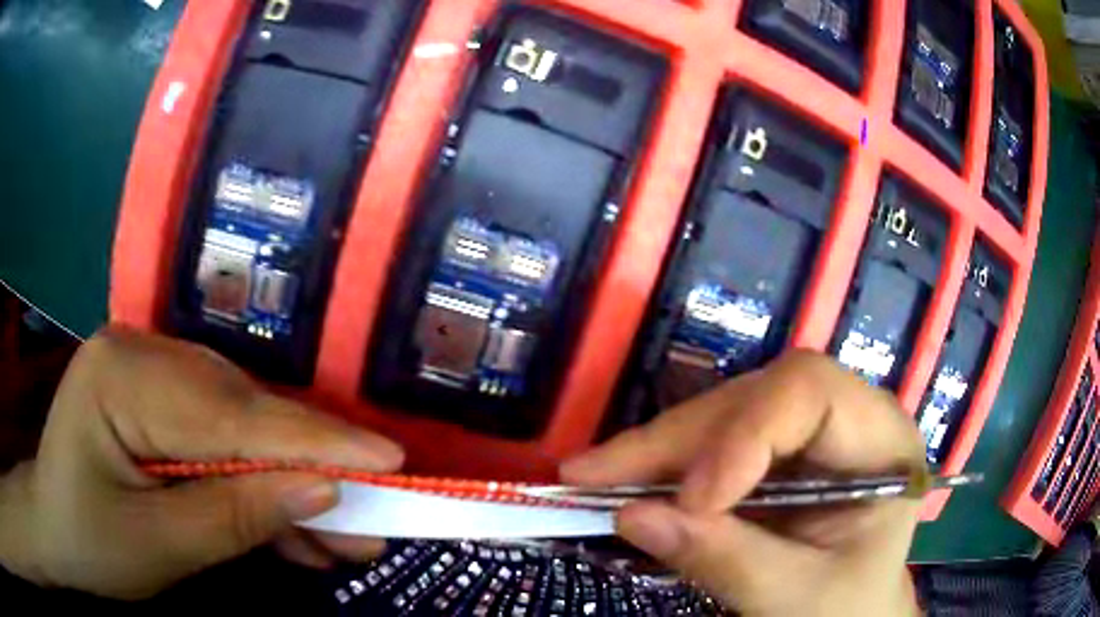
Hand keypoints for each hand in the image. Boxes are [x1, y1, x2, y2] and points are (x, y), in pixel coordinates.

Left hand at [0, 328, 403, 598]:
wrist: (55, 531)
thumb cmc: (88, 541)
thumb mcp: (159, 547)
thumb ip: (235, 516)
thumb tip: (321, 490)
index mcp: (122, 375)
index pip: (231, 413)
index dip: (314, 441)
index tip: (391, 461)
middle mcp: (143, 354)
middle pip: (243, 415)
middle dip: (310, 472)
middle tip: (374, 519)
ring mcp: (153, 373)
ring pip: (242, 430)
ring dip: (290, 487)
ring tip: (345, 537)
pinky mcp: (163, 402)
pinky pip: (223, 441)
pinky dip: (258, 488)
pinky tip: (295, 530)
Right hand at [562, 351, 924, 615]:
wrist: (852, 614)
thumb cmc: (846, 608)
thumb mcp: (798, 598)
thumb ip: (728, 561)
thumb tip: (633, 516)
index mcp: (881, 440)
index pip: (811, 392)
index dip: (744, 432)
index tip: (692, 499)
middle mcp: (846, 417)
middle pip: (756, 398)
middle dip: (677, 440)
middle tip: (594, 475)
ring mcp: (807, 432)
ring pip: (723, 414)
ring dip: (657, 449)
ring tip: (593, 476)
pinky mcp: (774, 453)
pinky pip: (711, 442)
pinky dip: (663, 465)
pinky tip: (624, 479)